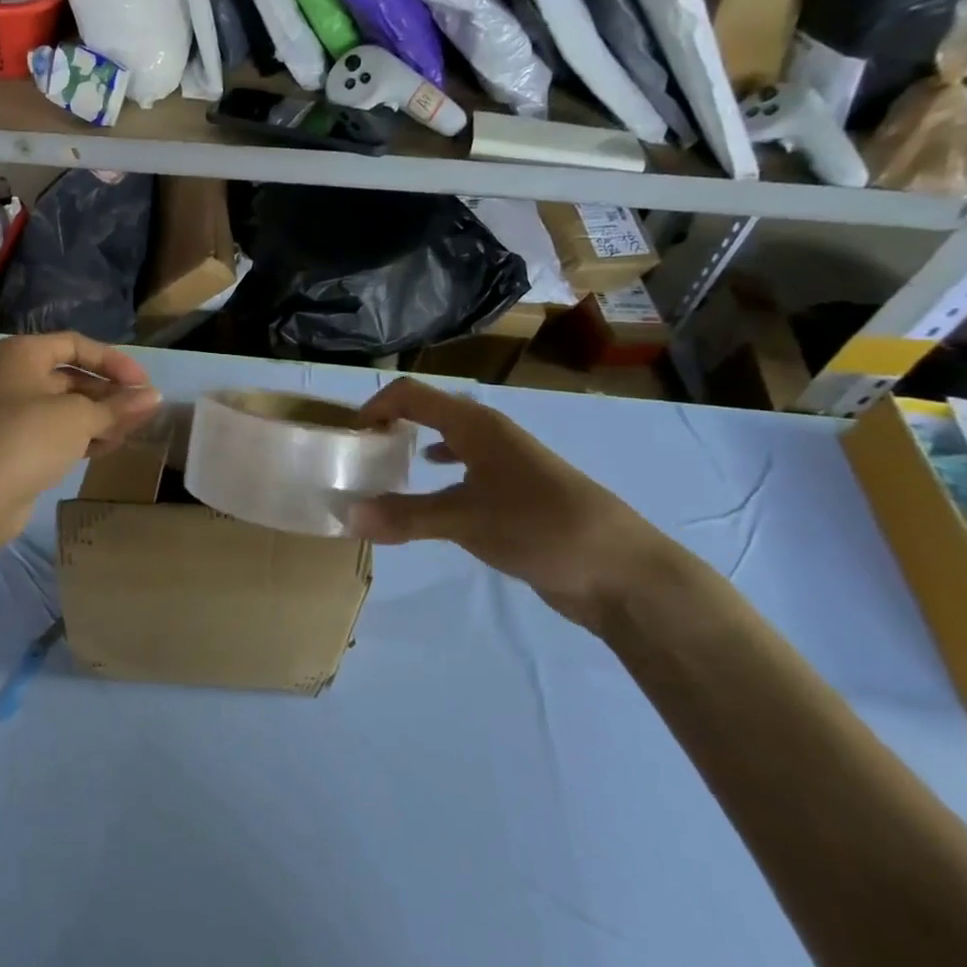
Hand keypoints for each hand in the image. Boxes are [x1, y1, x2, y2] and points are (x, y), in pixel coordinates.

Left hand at [0, 333, 161, 541]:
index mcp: (23, 354)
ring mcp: (12, 413)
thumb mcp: (79, 417)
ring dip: (100, 417)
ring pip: (67, 407)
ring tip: (132, 432)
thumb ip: (119, 406)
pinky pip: (57, 432)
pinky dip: (83, 436)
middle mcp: (14, 377)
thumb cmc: (27, 439)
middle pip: (73, 376)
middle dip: (109, 393)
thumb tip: (156, 396)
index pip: (77, 344)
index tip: (144, 384)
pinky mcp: (15, 446)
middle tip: (142, 411)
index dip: (114, 361)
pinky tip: (108, 447)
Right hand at [351, 378, 681, 629]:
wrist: (620, 571)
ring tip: (383, 473)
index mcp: (476, 425)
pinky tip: (430, 492)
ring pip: (448, 443)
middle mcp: (488, 435)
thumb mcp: (465, 520)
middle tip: (359, 456)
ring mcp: (504, 463)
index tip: (348, 436)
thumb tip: (345, 515)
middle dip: (391, 426)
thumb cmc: (541, 527)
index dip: (376, 407)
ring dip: (414, 450)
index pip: (412, 395)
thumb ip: (404, 516)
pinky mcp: (514, 493)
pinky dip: (438, 477)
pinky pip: (463, 472)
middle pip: (429, 413)